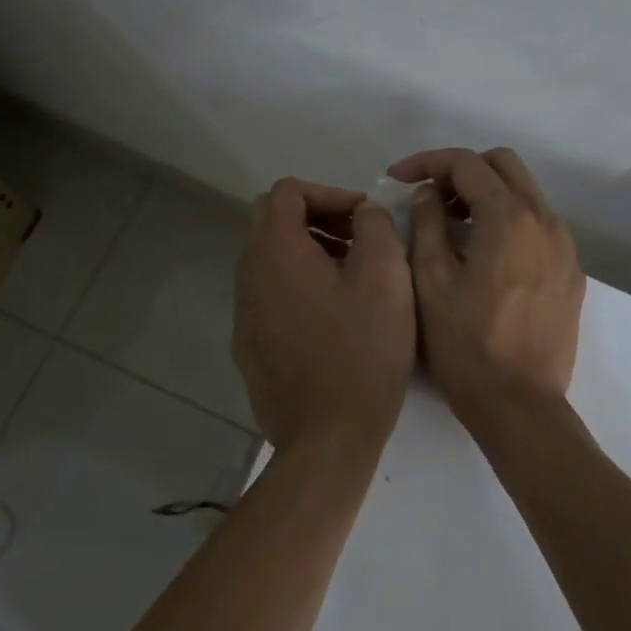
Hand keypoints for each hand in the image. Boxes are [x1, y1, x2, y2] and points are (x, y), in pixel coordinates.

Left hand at [232, 177, 415, 455]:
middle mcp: (249, 275)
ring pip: (270, 259)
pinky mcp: (249, 345)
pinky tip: (332, 316)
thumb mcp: (386, 277)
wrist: (326, 438)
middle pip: (273, 221)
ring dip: (308, 252)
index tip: (363, 216)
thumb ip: (375, 226)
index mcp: (276, 252)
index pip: (287, 192)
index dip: (329, 192)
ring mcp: (244, 313)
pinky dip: (297, 284)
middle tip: (358, 239)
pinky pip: (269, 294)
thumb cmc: (362, 351)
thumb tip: (363, 212)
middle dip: (317, 218)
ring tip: (351, 276)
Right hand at [389, 147, 585, 434]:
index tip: (397, 178)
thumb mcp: (431, 279)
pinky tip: (484, 254)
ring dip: (486, 194)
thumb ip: (427, 222)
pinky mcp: (571, 273)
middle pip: (503, 165)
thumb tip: (430, 194)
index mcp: (510, 216)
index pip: (467, 163)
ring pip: (525, 193)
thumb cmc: (467, 343)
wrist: (520, 406)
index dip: (427, 162)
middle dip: (462, 170)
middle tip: (428, 197)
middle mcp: (545, 220)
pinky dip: (508, 221)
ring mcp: (564, 247)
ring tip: (451, 225)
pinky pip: (538, 225)